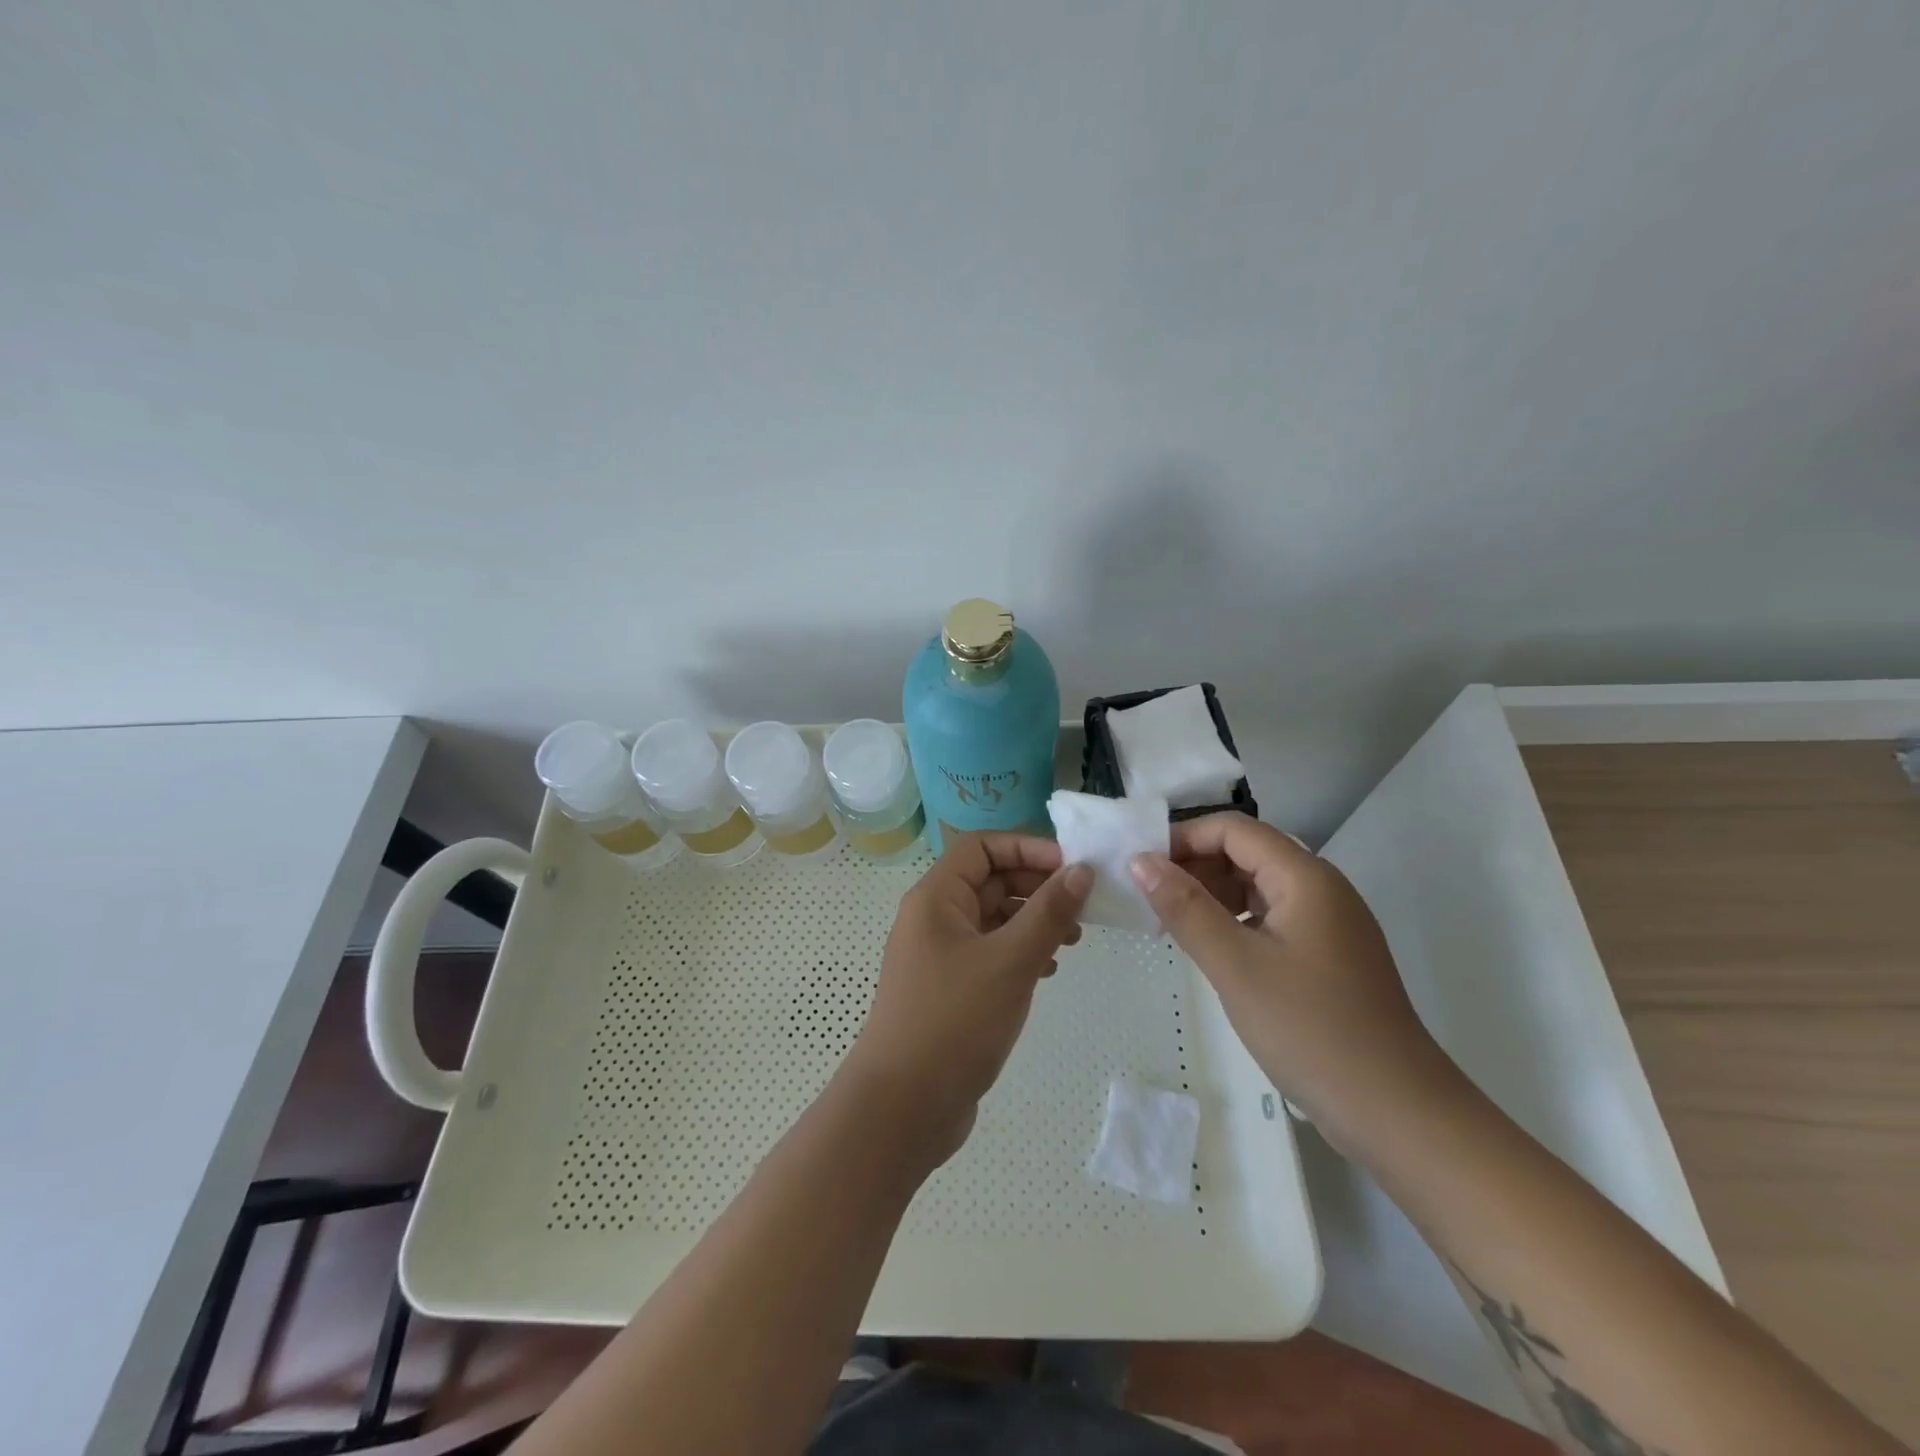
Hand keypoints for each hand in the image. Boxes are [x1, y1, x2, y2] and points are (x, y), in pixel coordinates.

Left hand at [844, 833, 1092, 1163]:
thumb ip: (1048, 913)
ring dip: (1032, 920)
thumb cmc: (953, 1021)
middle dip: (1036, 886)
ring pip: (993, 918)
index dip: (1026, 848)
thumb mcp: (1009, 962)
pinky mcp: (949, 989)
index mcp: (936, 898)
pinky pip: (989, 952)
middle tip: (1082, 906)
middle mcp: (934, 918)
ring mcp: (940, 955)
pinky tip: (1047, 970)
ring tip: (1073, 939)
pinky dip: (1019, 952)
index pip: (981, 847)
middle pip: (989, 880)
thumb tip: (1081, 871)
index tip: (1071, 867)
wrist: (902, 1107)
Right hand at [1129, 814, 1457, 1144]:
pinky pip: (1271, 918)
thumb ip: (1185, 907)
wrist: (1398, 1114)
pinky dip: (1235, 922)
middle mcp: (1321, 889)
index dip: (1184, 837)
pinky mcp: (1328, 957)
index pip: (1234, 830)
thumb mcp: (1235, 965)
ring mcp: (1329, 924)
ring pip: (1258, 887)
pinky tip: (1211, 948)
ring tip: (1170, 923)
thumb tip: (1140, 860)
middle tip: (1148, 897)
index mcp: (1305, 877)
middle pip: (1247, 853)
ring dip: (1212, 895)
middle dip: (1195, 866)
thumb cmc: (1311, 1030)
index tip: (1141, 866)